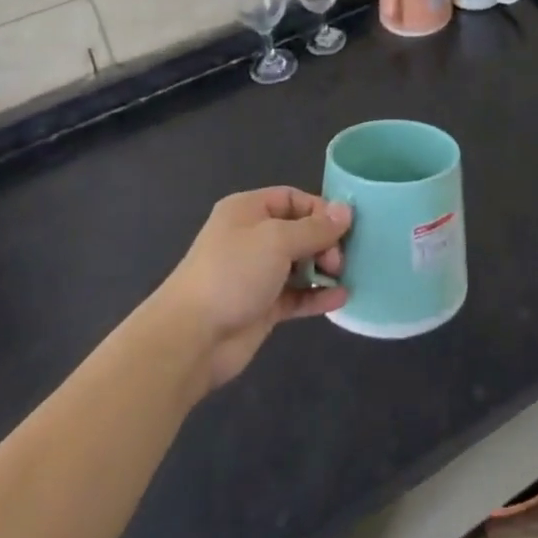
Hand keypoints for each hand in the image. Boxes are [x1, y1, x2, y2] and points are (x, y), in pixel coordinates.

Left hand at [156, 187, 351, 389]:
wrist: (191, 338)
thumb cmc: (233, 273)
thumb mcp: (277, 240)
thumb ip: (315, 228)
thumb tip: (346, 211)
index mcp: (248, 210)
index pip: (292, 199)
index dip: (320, 210)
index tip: (345, 227)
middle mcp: (252, 237)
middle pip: (299, 231)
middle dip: (324, 242)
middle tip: (338, 260)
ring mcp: (257, 274)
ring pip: (300, 264)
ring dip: (324, 269)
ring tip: (342, 277)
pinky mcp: (262, 307)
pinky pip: (297, 295)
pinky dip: (317, 295)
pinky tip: (340, 298)